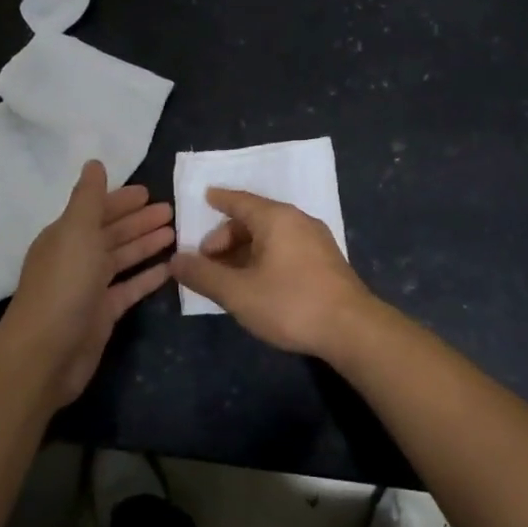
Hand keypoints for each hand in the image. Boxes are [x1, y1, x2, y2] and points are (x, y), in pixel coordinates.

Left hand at [1, 161, 173, 406]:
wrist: (46, 354)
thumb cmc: (63, 285)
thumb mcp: (76, 232)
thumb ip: (89, 198)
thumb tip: (94, 163)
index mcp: (66, 236)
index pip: (97, 210)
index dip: (121, 200)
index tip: (149, 191)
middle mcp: (77, 258)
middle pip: (112, 233)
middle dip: (139, 220)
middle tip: (172, 210)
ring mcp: (90, 287)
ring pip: (122, 259)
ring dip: (146, 244)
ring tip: (176, 233)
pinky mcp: (103, 314)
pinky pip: (130, 288)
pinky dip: (148, 277)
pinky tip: (170, 268)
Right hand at [170, 188, 377, 358]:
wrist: (352, 329)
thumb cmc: (290, 303)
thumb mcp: (238, 293)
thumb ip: (204, 275)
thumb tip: (175, 260)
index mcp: (276, 218)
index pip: (240, 200)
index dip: (220, 200)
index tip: (204, 197)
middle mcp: (298, 220)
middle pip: (254, 219)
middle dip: (227, 236)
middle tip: (207, 260)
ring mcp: (316, 240)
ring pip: (271, 236)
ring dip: (245, 250)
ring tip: (227, 275)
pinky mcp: (326, 261)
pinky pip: (286, 248)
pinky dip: (264, 257)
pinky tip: (257, 282)